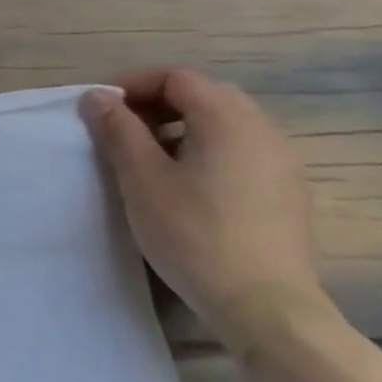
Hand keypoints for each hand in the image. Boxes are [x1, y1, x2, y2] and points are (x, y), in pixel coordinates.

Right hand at [80, 68, 334, 354]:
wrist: (262, 303)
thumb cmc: (193, 232)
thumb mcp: (140, 178)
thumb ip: (118, 130)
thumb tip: (97, 96)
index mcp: (229, 121)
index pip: (178, 77)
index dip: (133, 84)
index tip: (99, 109)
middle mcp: (263, 131)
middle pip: (205, 94)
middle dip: (155, 102)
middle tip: (118, 128)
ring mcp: (280, 162)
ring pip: (223, 122)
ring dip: (178, 126)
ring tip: (144, 156)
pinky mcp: (284, 191)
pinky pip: (238, 149)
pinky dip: (202, 148)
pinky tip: (180, 182)